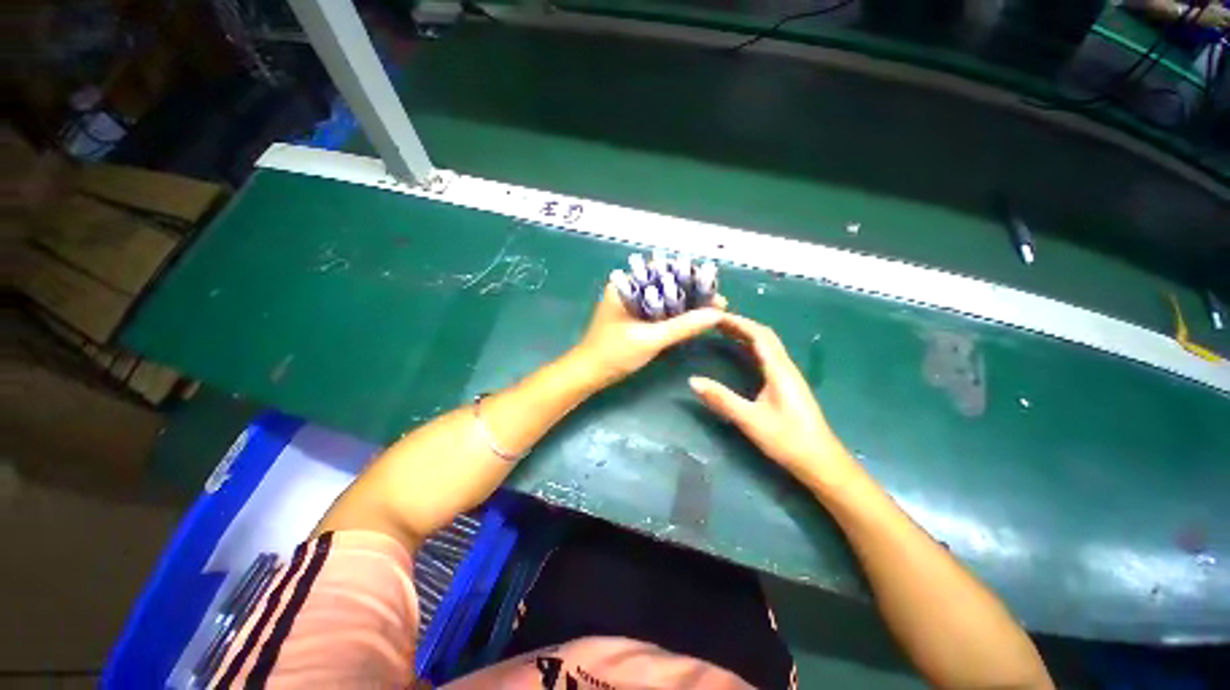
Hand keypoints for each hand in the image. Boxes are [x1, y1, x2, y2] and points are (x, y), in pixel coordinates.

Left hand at [573, 282, 726, 388]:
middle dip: (693, 294)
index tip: (713, 288)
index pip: (664, 271)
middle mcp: (629, 289)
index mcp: (626, 285)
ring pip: (665, 299)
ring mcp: (631, 304)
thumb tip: (716, 314)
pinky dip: (675, 316)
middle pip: (667, 285)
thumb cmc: (614, 353)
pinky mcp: (634, 318)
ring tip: (712, 312)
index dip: (691, 277)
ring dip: (686, 306)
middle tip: (718, 304)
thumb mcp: (650, 339)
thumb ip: (682, 326)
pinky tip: (692, 321)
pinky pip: (659, 312)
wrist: (589, 374)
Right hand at [689, 313, 856, 487]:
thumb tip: (692, 381)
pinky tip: (742, 354)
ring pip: (768, 346)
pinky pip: (768, 357)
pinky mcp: (787, 386)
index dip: (738, 322)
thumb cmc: (788, 440)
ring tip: (724, 332)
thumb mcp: (751, 420)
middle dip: (741, 325)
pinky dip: (752, 348)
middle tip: (716, 322)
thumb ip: (722, 399)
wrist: (821, 463)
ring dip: (747, 335)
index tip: (716, 316)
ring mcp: (788, 376)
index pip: (759, 335)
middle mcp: (786, 367)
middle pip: (764, 336)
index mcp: (779, 370)